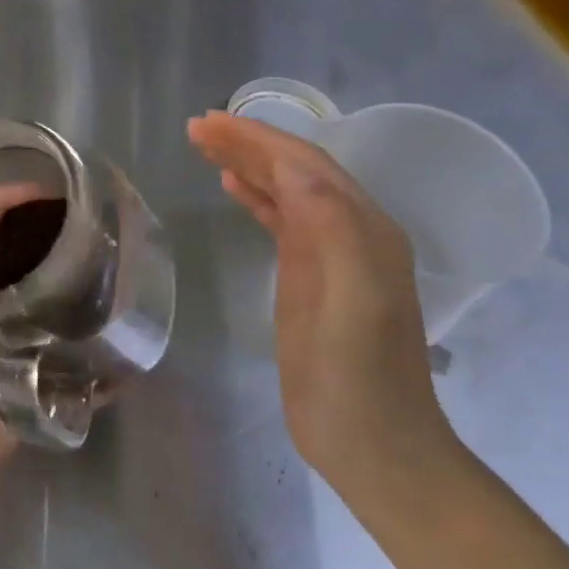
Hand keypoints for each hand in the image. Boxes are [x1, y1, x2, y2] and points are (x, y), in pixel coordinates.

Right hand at [188, 111, 462, 514]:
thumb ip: (331, 226)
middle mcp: (349, 231)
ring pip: (284, 190)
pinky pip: (280, 220)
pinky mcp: (307, 278)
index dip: (256, 138)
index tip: (207, 123)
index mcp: (362, 227)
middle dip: (246, 143)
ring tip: (203, 146)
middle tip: (196, 129)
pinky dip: (254, 195)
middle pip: (293, 169)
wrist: (372, 446)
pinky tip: (230, 187)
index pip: (305, 163)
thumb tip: (291, 167)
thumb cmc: (359, 375)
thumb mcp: (352, 298)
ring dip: (246, 163)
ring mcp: (328, 255)